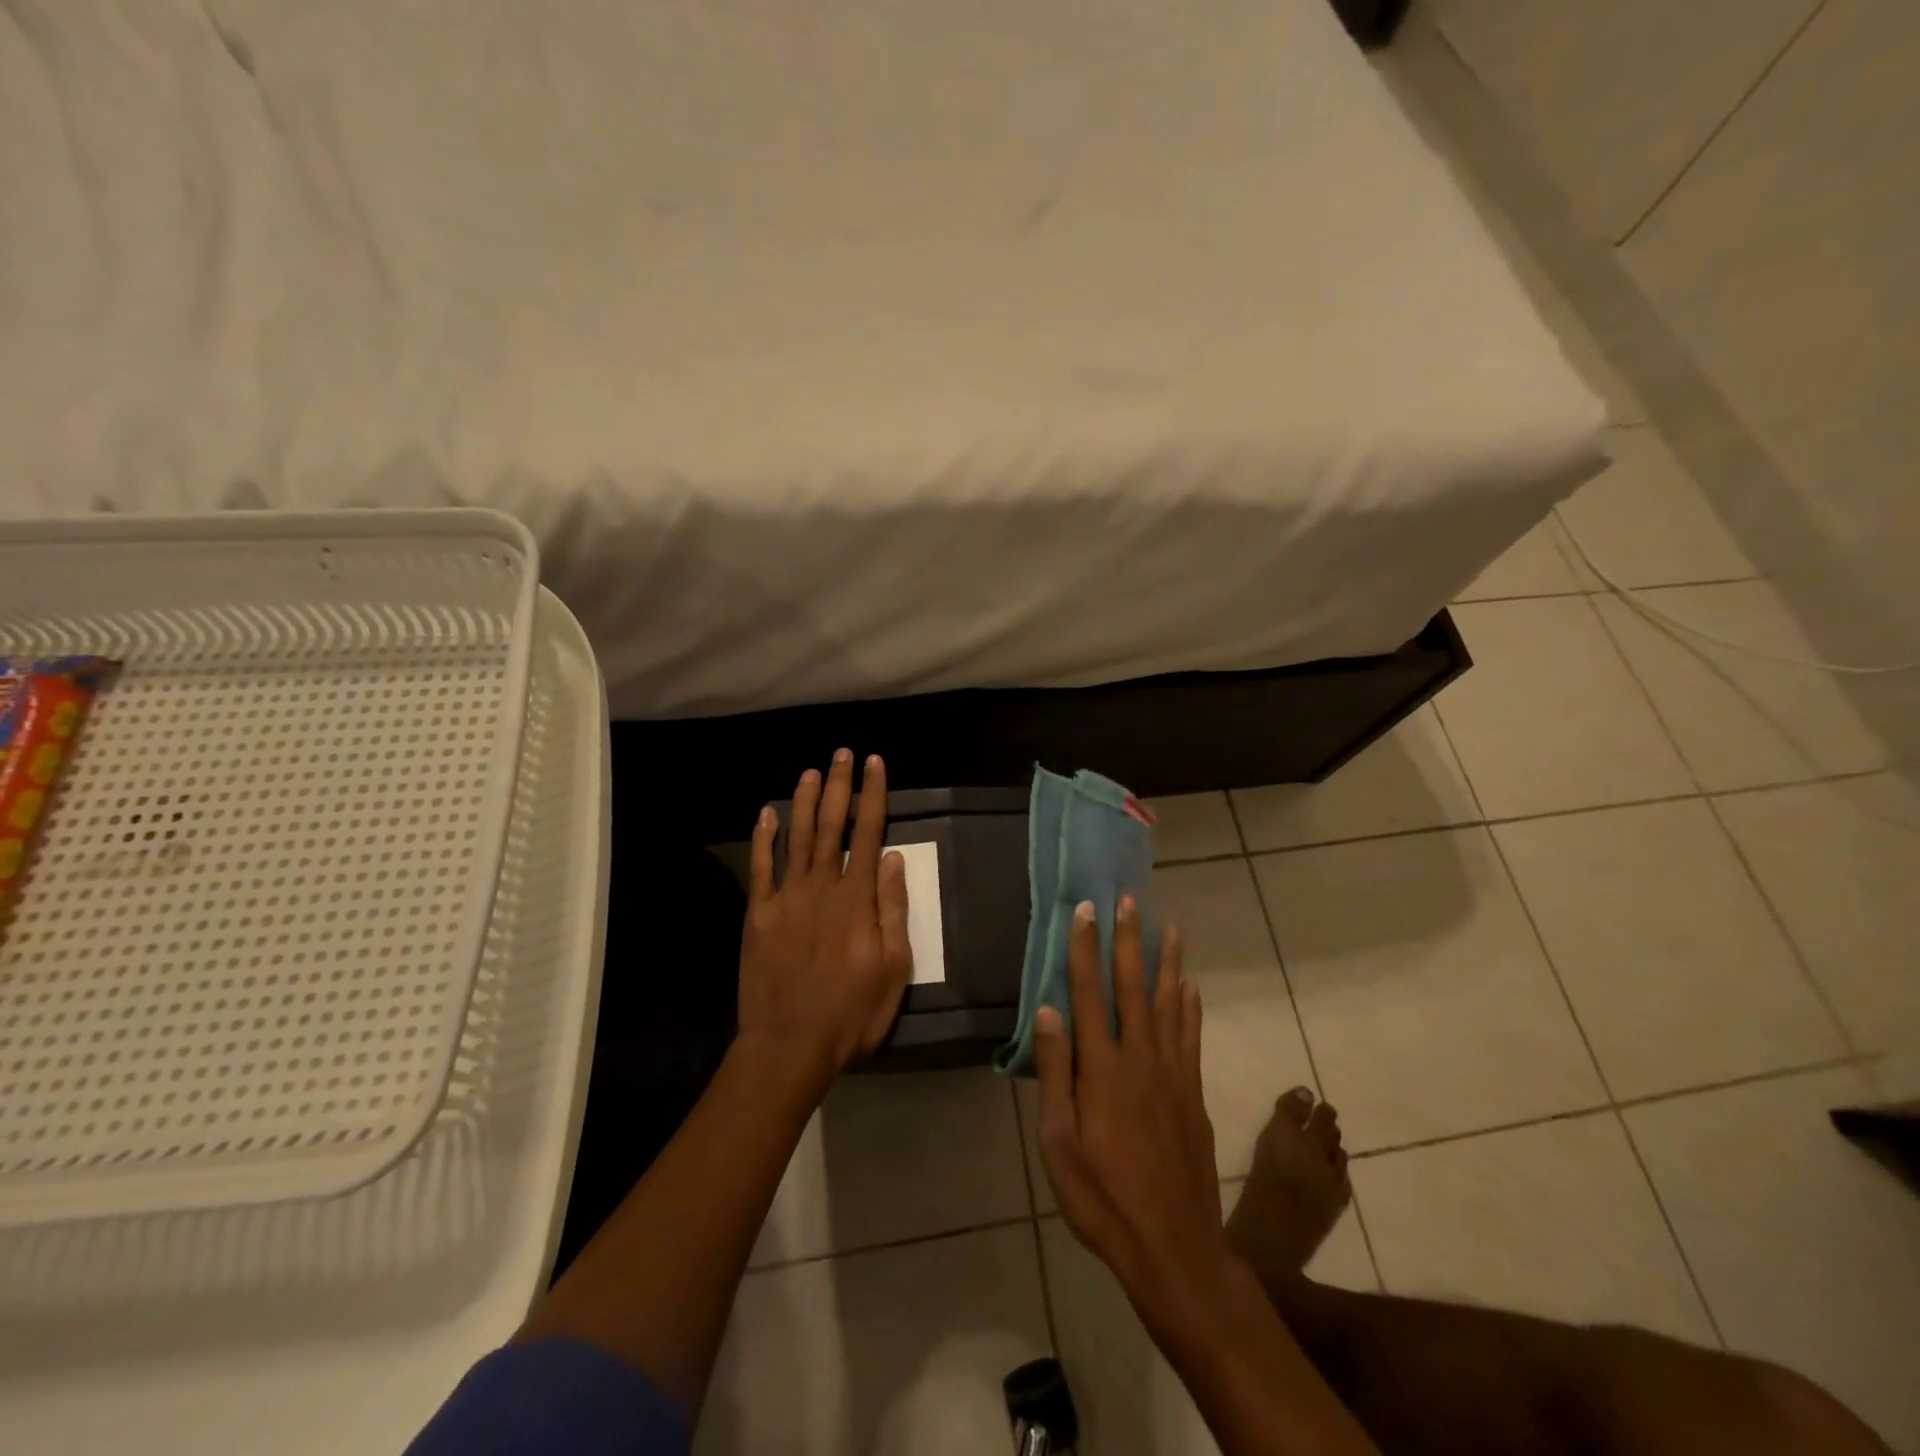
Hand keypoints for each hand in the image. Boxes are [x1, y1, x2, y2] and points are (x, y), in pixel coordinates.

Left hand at [737, 750, 911, 1082]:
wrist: (790, 1044)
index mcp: (857, 898)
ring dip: (804, 801)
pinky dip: (763, 838)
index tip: (875, 764)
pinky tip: (766, 813)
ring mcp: (785, 898)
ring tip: (810, 770)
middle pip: (831, 825)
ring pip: (796, 838)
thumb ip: (893, 909)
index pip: (869, 833)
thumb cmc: (851, 1011)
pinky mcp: (758, 915)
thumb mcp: (893, 968)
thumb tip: (894, 859)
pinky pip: (760, 868)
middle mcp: (821, 886)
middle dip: (838, 786)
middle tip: (842, 754)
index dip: (873, 795)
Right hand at [1035, 896, 1230, 1331]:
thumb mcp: (1059, 1143)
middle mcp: (1140, 1058)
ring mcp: (1172, 1073)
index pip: (1090, 994)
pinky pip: (1191, 1035)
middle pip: (1134, 987)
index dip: (1086, 949)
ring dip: (1168, 962)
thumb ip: (1055, 1073)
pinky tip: (1190, 985)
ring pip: (1170, 1004)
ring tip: (1170, 928)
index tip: (1086, 911)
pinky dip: (1190, 1005)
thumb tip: (1049, 1011)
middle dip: (1130, 941)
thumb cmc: (1102, 1197)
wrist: (1173, 1247)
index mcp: (1102, 1069)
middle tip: (1131, 901)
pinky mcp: (1192, 1092)